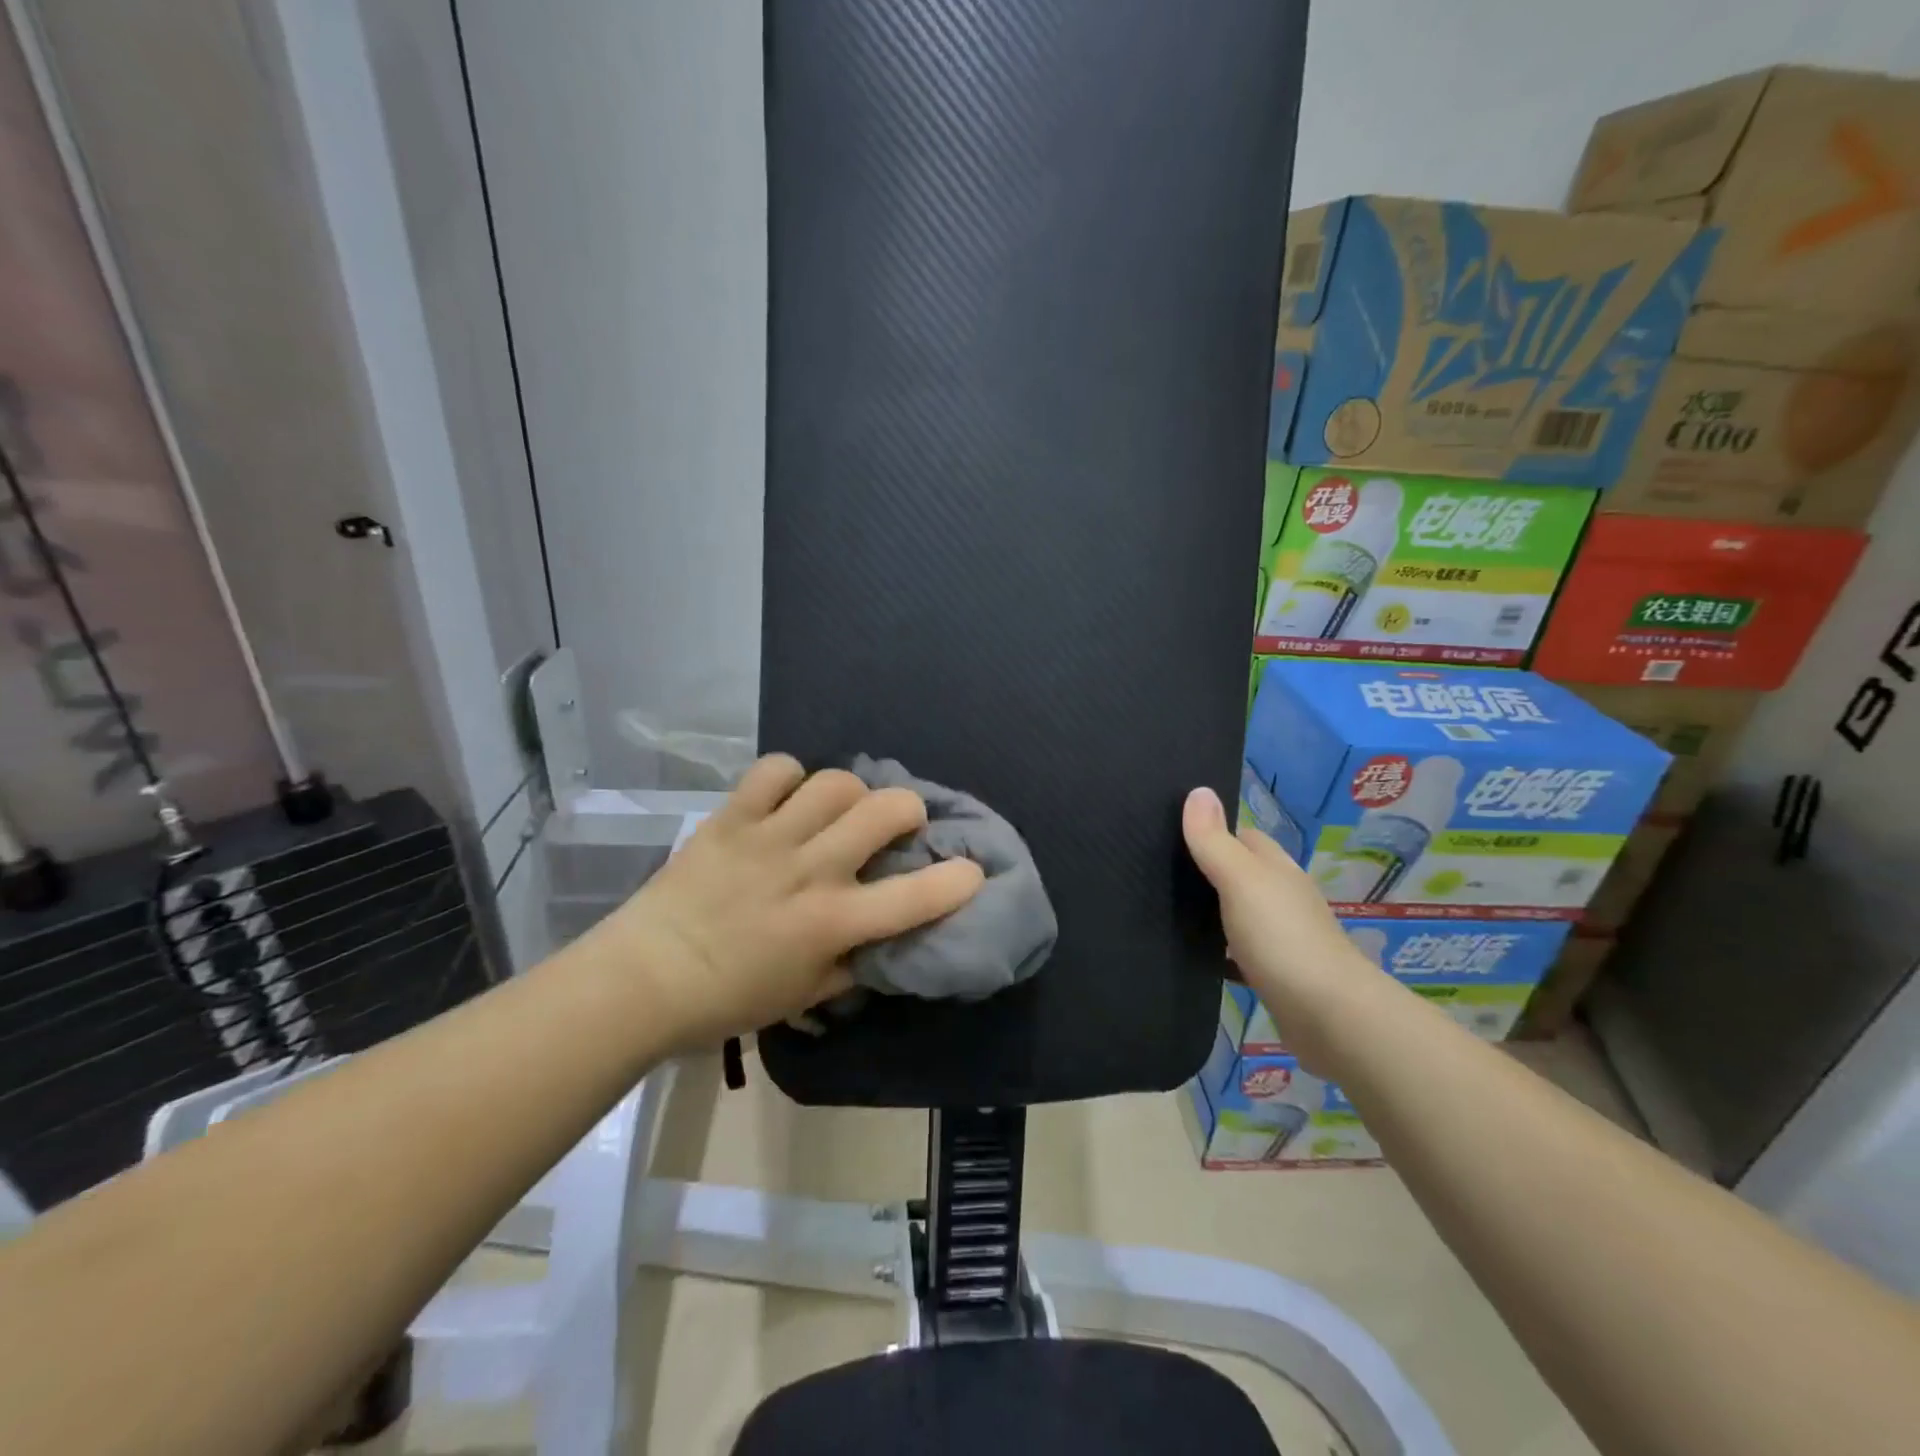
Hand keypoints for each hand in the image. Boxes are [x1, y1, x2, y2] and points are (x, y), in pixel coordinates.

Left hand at [575, 755, 985, 1050]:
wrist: (644, 979)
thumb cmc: (729, 999)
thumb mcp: (804, 996)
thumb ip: (851, 964)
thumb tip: (879, 938)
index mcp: (831, 923)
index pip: (914, 897)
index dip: (957, 880)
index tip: (972, 871)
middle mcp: (810, 870)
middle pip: (884, 809)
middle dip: (908, 810)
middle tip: (898, 824)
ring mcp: (770, 838)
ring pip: (835, 782)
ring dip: (852, 792)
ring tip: (841, 809)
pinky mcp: (732, 818)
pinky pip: (774, 771)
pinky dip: (789, 777)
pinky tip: (787, 798)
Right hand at [1181, 786, 1385, 1067]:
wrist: (1329, 1018)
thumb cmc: (1283, 939)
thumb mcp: (1242, 881)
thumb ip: (1215, 842)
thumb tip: (1199, 790)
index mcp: (1277, 870)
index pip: (1244, 837)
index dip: (1212, 831)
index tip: (1170, 832)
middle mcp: (1283, 898)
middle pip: (1240, 874)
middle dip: (1206, 872)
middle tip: (1156, 873)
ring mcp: (1282, 938)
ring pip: (1238, 915)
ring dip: (1211, 913)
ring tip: (1162, 911)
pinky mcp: (1276, 976)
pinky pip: (1239, 955)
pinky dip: (1219, 953)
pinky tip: (1191, 957)